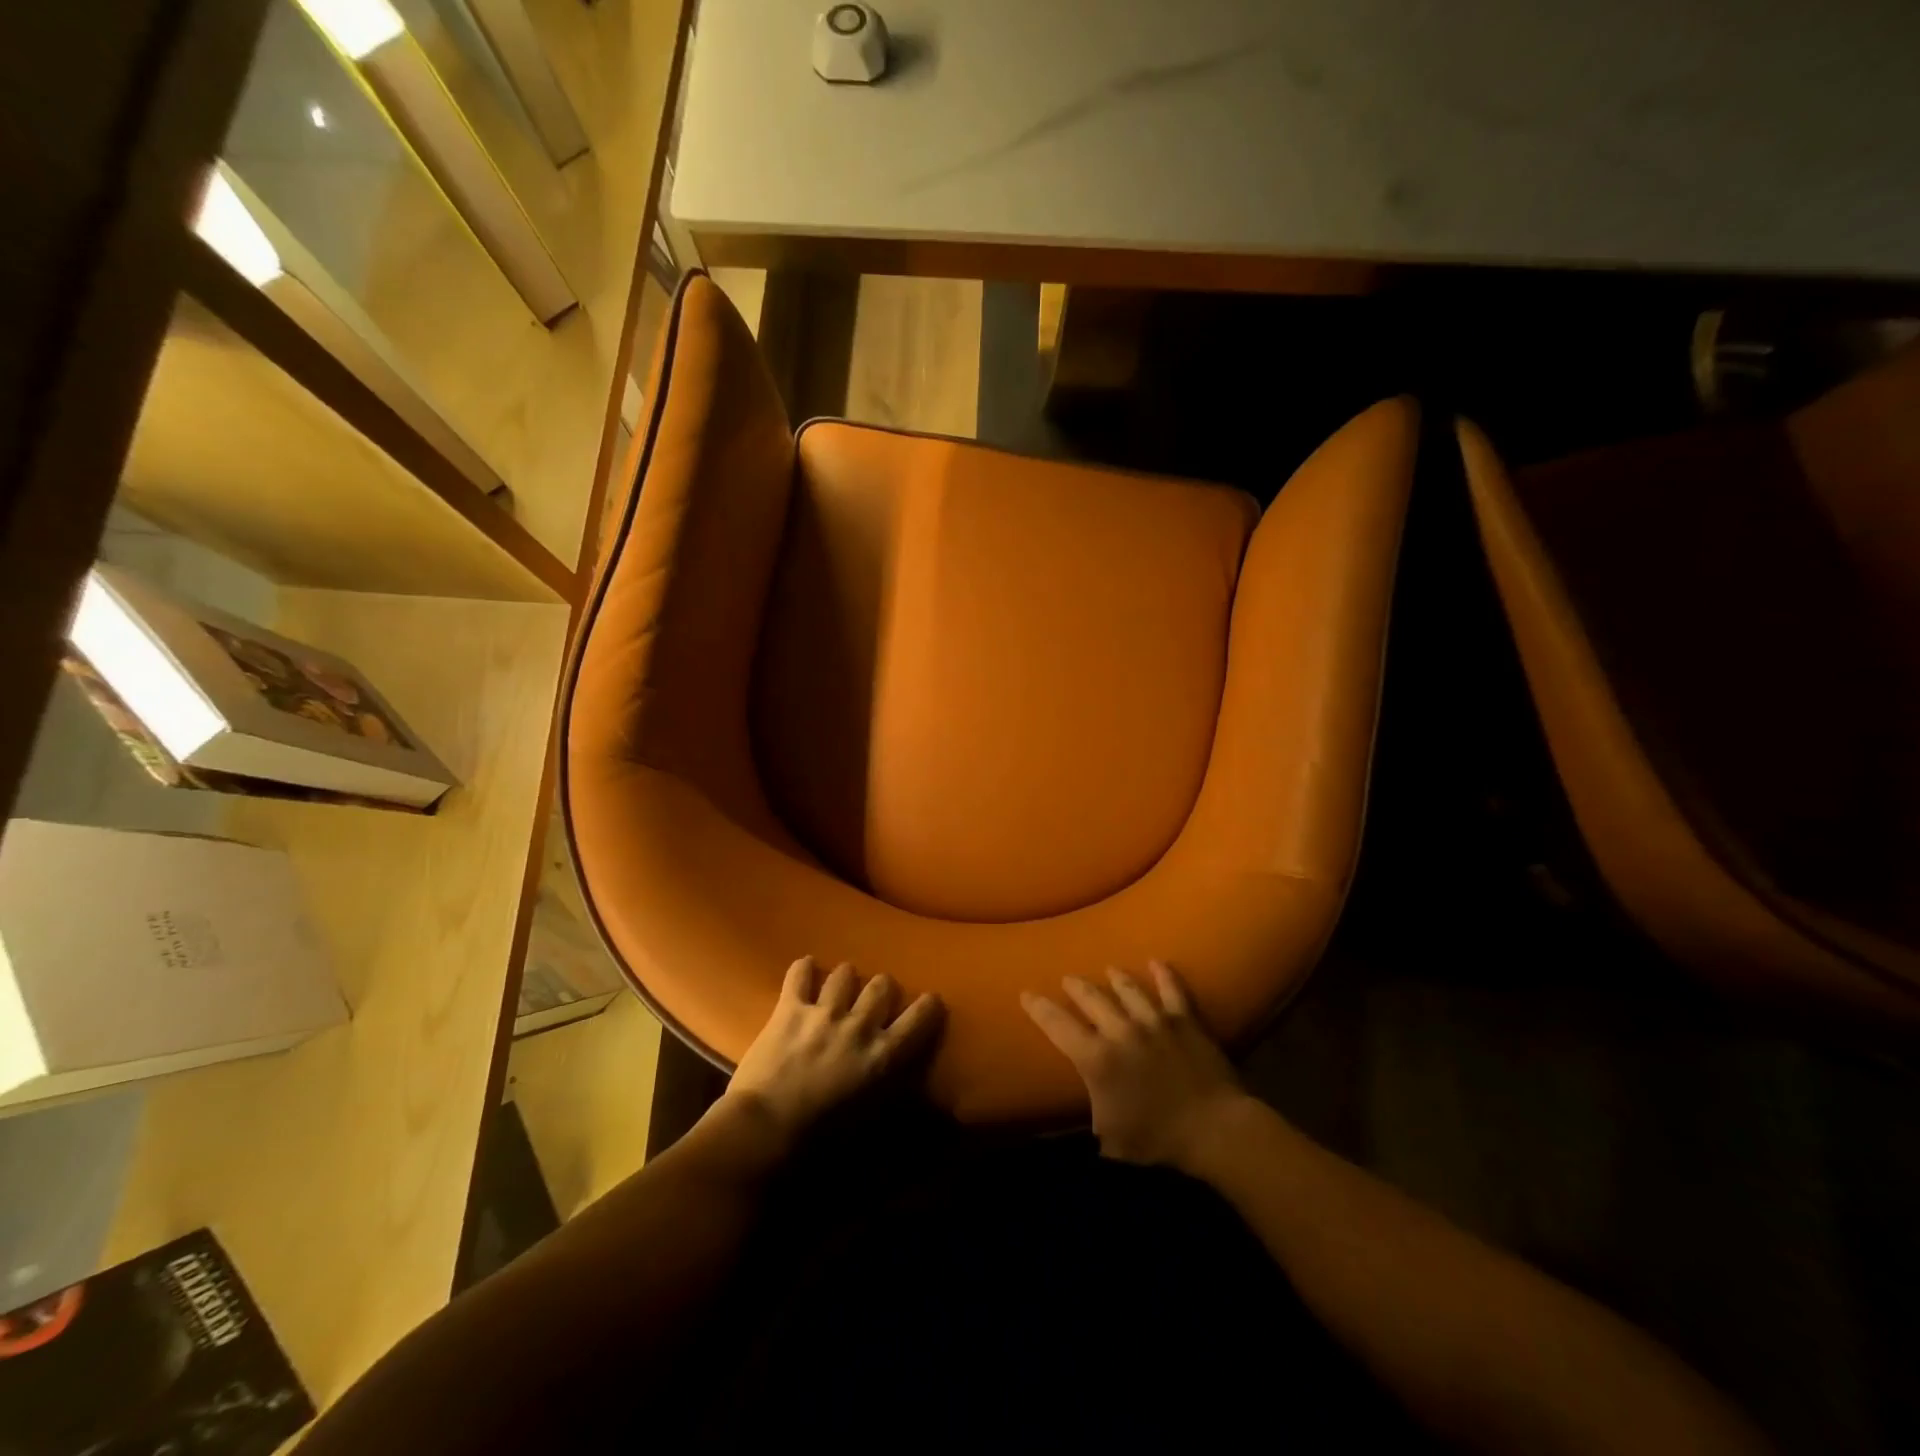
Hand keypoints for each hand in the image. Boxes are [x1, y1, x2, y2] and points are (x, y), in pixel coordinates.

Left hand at [723, 956, 943, 1146]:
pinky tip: (805, 968)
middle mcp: (859, 1025)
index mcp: (883, 1055)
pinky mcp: (790, 1009)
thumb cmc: (820, 1141)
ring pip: (845, 973)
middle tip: (875, 999)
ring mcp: (824, 1013)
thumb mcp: (869, 1122)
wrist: (765, 1131)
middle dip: (882, 988)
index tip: (930, 1001)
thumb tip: (906, 1093)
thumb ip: (889, 1096)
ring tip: (839, 985)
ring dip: (845, 978)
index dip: (928, 1005)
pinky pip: (799, 974)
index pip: (919, 1018)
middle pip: (882, 985)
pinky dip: (803, 969)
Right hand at [1022, 962, 1244, 1168]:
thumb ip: (1092, 1114)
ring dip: (1116, 978)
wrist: (1213, 1128)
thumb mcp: (1109, 1138)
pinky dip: (1164, 975)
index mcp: (1097, 1059)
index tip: (1026, 993)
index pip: (1058, 1026)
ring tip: (1109, 969)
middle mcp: (1121, 1031)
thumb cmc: (1156, 1139)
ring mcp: (1154, 1021)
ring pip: (1129, 989)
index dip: (1039, 1009)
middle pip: (1092, 999)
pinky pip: (1173, 990)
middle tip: (1068, 978)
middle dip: (1076, 987)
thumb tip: (1079, 1114)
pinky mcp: (1185, 1021)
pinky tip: (1157, 962)